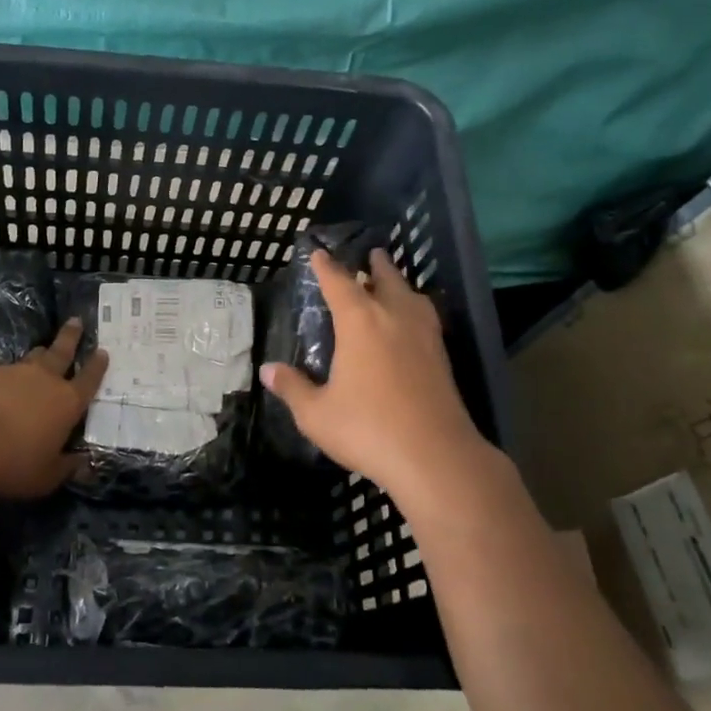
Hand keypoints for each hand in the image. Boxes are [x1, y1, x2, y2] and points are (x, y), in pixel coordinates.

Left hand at [0, 320, 107, 498]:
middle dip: (71, 336)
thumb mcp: (47, 476)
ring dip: (38, 354)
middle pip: (62, 351)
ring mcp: (13, 371)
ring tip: (40, 350)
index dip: (98, 366)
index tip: (103, 352)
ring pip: (31, 356)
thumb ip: (67, 467)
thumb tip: (84, 463)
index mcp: (67, 402)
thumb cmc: (15, 464)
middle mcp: (44, 379)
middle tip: (76, 321)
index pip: (89, 379)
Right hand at [261, 249, 497, 500]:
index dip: (326, 267)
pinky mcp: (442, 358)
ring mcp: (424, 336)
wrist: (435, 457)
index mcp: (360, 322)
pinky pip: (426, 318)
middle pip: (386, 280)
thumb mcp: (316, 413)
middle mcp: (394, 318)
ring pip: (412, 297)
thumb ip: (292, 388)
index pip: (339, 283)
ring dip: (400, 284)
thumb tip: (267, 370)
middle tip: (372, 254)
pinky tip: (413, 323)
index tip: (318, 253)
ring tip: (394, 283)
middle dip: (375, 266)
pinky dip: (415, 308)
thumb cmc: (367, 429)